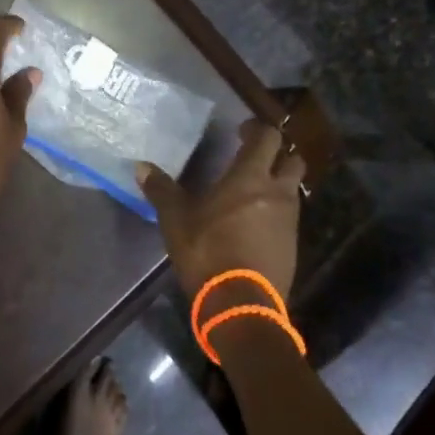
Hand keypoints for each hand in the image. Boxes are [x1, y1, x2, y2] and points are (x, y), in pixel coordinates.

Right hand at [137, 120, 303, 301]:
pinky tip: (256, 224)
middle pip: (293, 160)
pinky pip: (289, 218)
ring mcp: (289, 221)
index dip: (256, 129)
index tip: (241, 131)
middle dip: (278, 155)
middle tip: (255, 158)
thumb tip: (141, 166)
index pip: (267, 138)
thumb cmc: (207, 251)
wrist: (241, 305)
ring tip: (254, 193)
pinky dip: (277, 213)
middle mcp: (277, 193)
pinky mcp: (293, 247)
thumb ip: (162, 190)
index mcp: (250, 177)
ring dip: (279, 184)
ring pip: (293, 190)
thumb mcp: (176, 220)